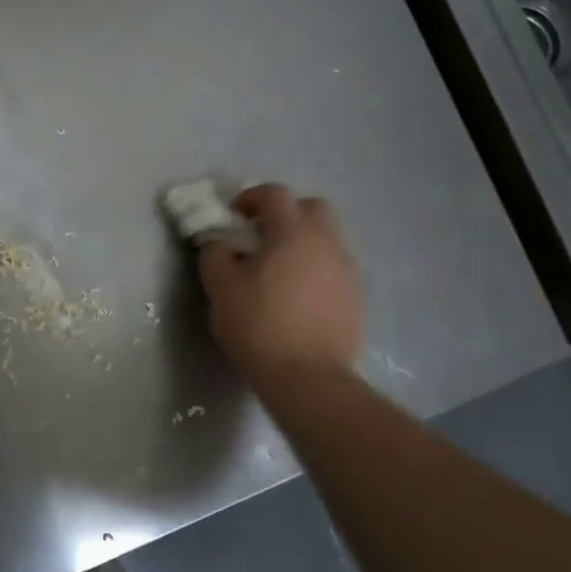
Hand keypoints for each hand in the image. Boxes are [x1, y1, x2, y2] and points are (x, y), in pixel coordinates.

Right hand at [198, 184, 362, 388]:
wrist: (307, 377)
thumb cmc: (258, 325)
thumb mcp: (220, 288)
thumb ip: (215, 255)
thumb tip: (221, 243)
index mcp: (292, 232)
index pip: (275, 194)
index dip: (251, 197)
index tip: (234, 215)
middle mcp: (326, 243)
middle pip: (312, 208)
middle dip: (287, 213)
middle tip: (263, 236)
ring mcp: (346, 270)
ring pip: (327, 239)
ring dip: (303, 243)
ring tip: (279, 271)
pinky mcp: (355, 298)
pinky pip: (333, 268)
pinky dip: (315, 270)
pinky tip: (297, 297)